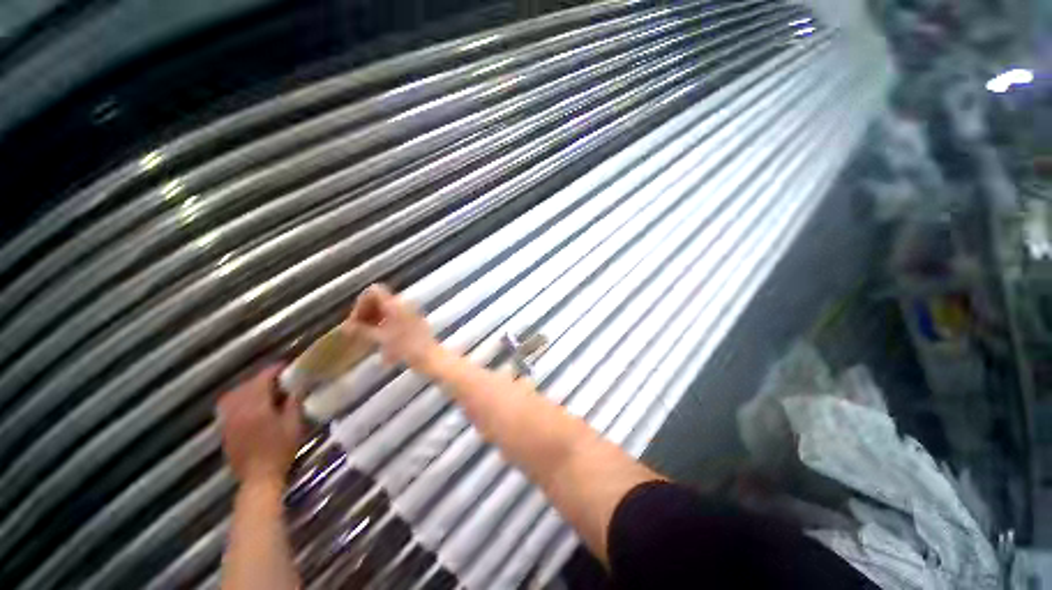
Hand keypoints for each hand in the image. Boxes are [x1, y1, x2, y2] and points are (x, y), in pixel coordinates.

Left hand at [217, 365, 302, 486]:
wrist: (259, 478)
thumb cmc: (280, 450)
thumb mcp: (294, 424)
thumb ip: (293, 403)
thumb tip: (296, 387)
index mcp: (256, 406)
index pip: (262, 379)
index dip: (274, 370)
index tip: (286, 366)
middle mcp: (238, 410)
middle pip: (246, 385)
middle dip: (261, 378)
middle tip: (278, 379)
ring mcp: (228, 421)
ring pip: (233, 395)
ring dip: (247, 388)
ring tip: (262, 390)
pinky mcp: (224, 430)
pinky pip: (227, 407)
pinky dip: (237, 400)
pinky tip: (249, 405)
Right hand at [347, 284, 441, 372]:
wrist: (430, 356)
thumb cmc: (406, 346)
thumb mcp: (381, 338)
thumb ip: (362, 330)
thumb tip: (345, 327)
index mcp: (395, 303)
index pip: (373, 291)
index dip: (361, 304)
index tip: (355, 320)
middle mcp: (403, 304)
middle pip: (379, 301)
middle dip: (366, 314)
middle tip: (356, 331)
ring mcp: (410, 312)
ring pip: (386, 311)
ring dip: (374, 321)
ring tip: (366, 338)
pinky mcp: (414, 321)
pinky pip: (394, 318)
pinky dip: (384, 326)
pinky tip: (379, 341)